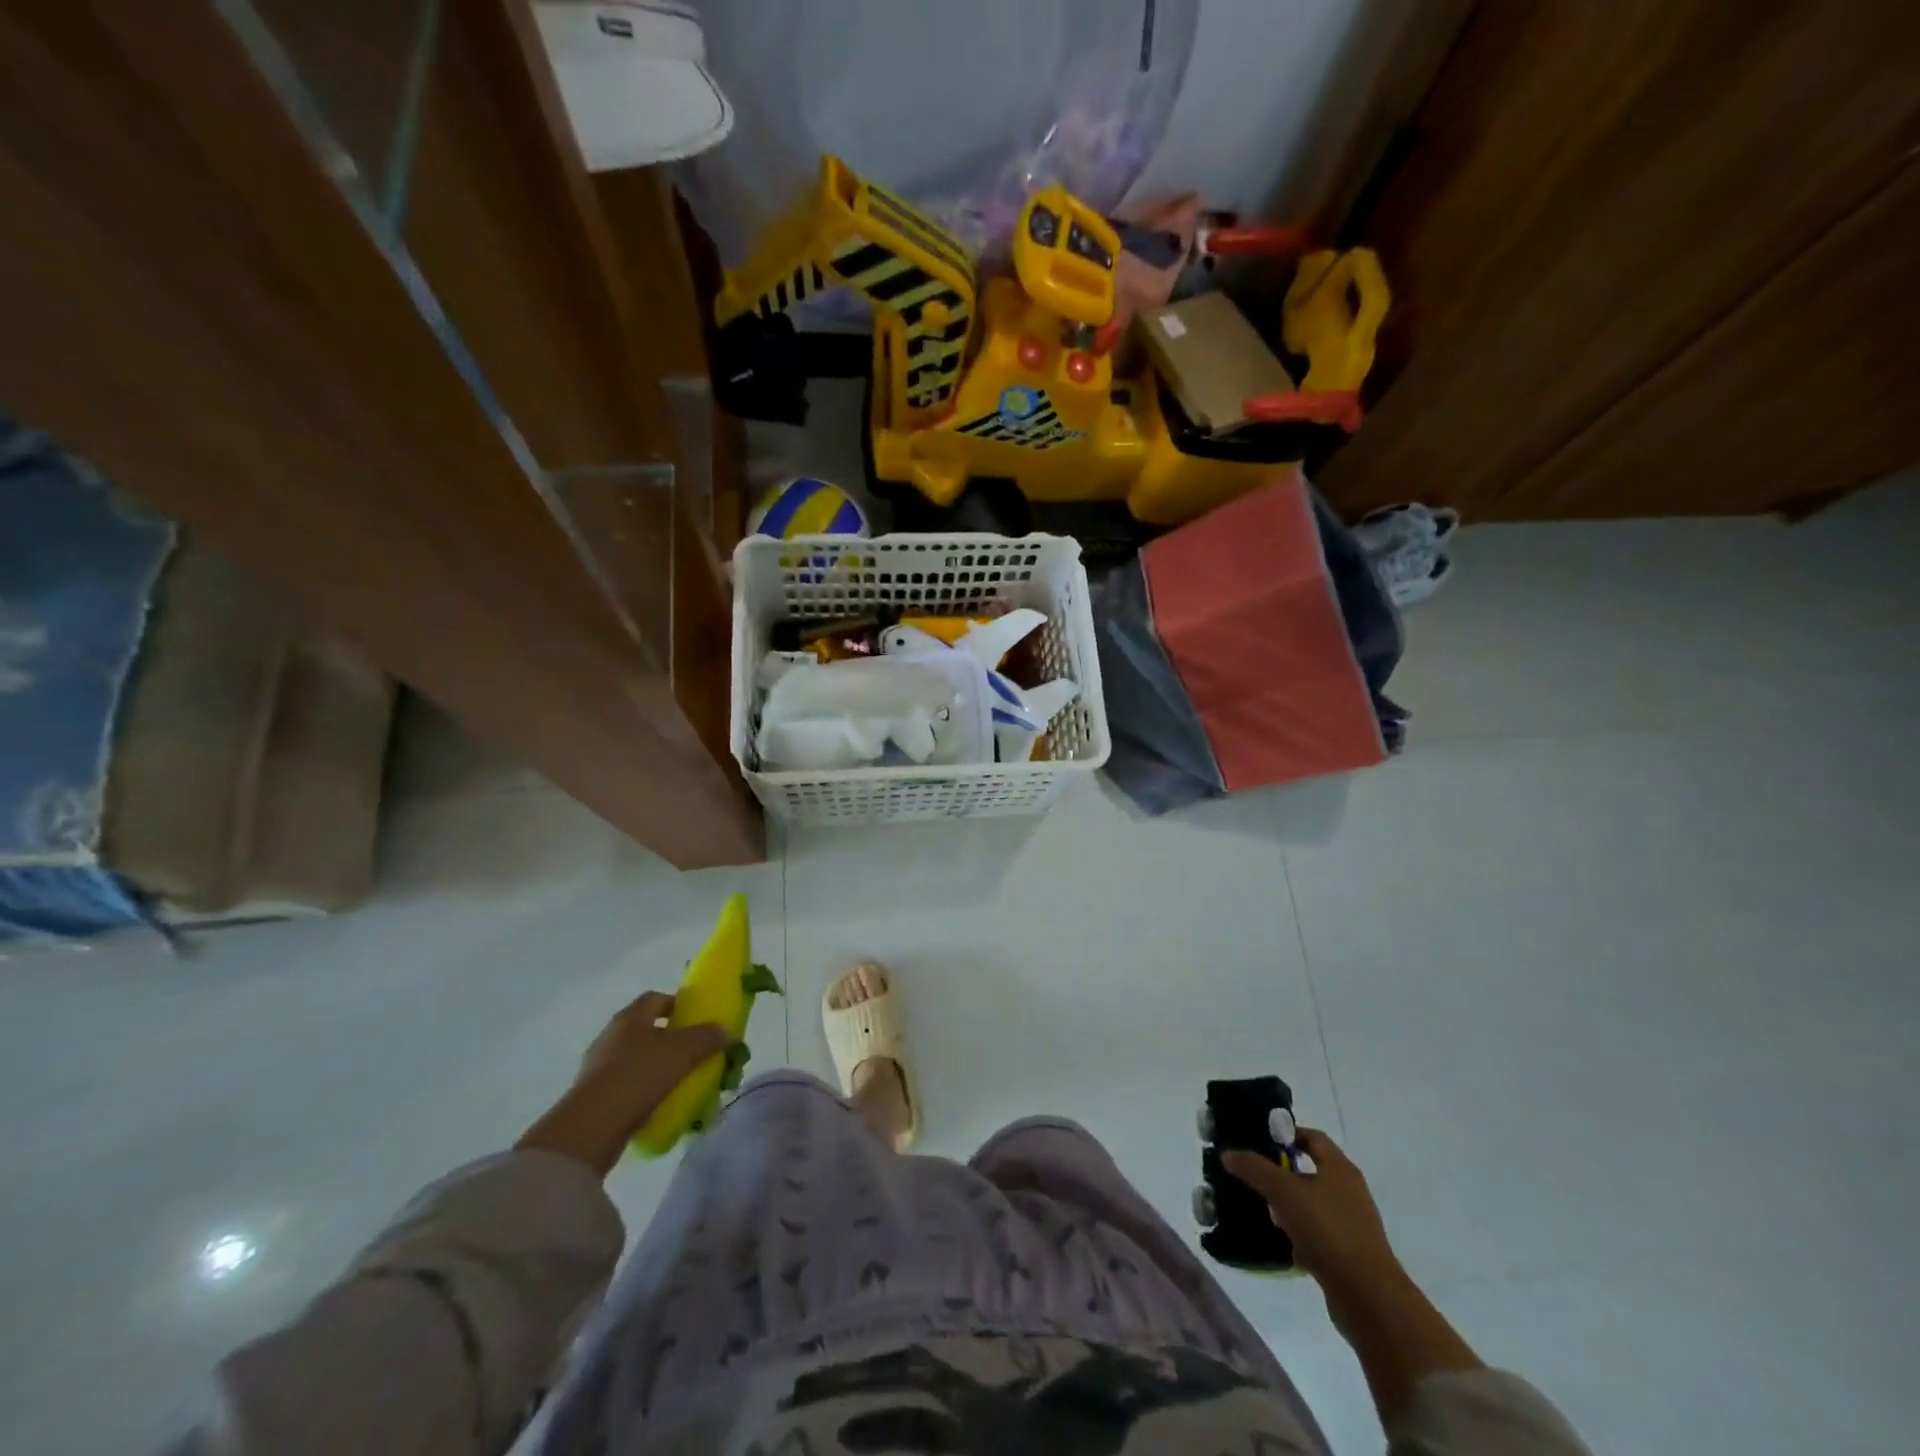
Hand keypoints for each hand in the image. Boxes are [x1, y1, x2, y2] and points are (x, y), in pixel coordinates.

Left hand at [517, 991, 729, 1177]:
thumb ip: (706, 1037)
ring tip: (683, 1082)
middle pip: (648, 1028)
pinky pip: (628, 1085)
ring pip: (638, 1058)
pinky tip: (662, 1104)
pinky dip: (646, 1090)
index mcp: (630, 1017)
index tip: (698, 1019)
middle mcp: (612, 1036)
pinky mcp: (595, 1096)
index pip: (656, 998)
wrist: (590, 1129)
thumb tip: (723, 1031)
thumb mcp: (682, 1052)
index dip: (678, 1004)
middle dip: (672, 1038)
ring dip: (660, 1066)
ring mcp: (599, 1067)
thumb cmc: (637, 1077)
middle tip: (696, 1052)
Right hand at [1223, 1129, 1403, 1311]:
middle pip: (1309, 1171)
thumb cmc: (1327, 1230)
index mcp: (1340, 1168)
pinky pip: (1317, 1234)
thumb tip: (1228, 1153)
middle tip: (1252, 1175)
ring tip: (1260, 1209)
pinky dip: (1298, 1234)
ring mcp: (1352, 1225)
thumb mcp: (1283, 1191)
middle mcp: (1349, 1192)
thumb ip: (1254, 1168)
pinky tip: (1279, 1242)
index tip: (1258, 1141)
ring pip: (1311, 1204)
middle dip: (1280, 1172)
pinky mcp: (1349, 1254)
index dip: (1285, 1135)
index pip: (1311, 1137)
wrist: (1368, 1297)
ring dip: (1287, 1206)